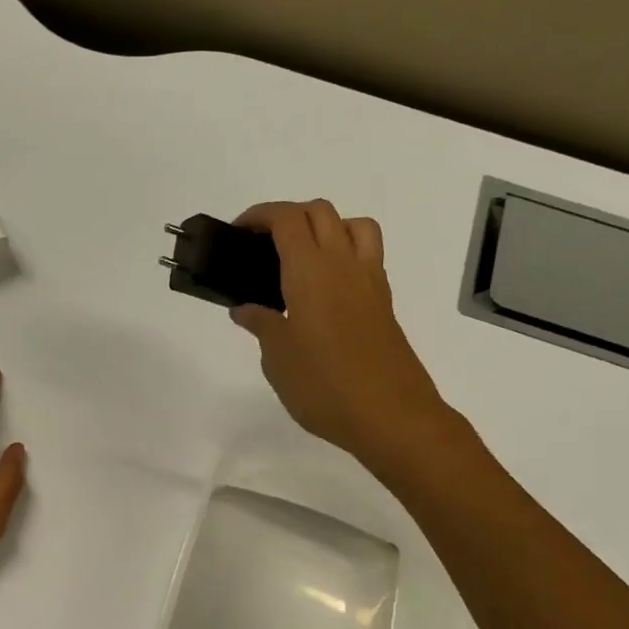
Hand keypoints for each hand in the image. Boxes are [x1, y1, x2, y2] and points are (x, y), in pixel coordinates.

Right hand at [230, 200, 449, 461]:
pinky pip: (366, 255)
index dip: (259, 216)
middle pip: (319, 211)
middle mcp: (343, 264)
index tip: (238, 233)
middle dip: (288, 216)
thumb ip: (261, 325)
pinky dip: (344, 253)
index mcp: (310, 271)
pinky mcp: (383, 302)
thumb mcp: (277, 358)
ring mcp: (369, 281)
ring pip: (352, 225)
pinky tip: (324, 290)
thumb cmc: (324, 386)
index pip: (286, 219)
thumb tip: (245, 309)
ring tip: (301, 258)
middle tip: (262, 245)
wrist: (391, 416)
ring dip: (325, 227)